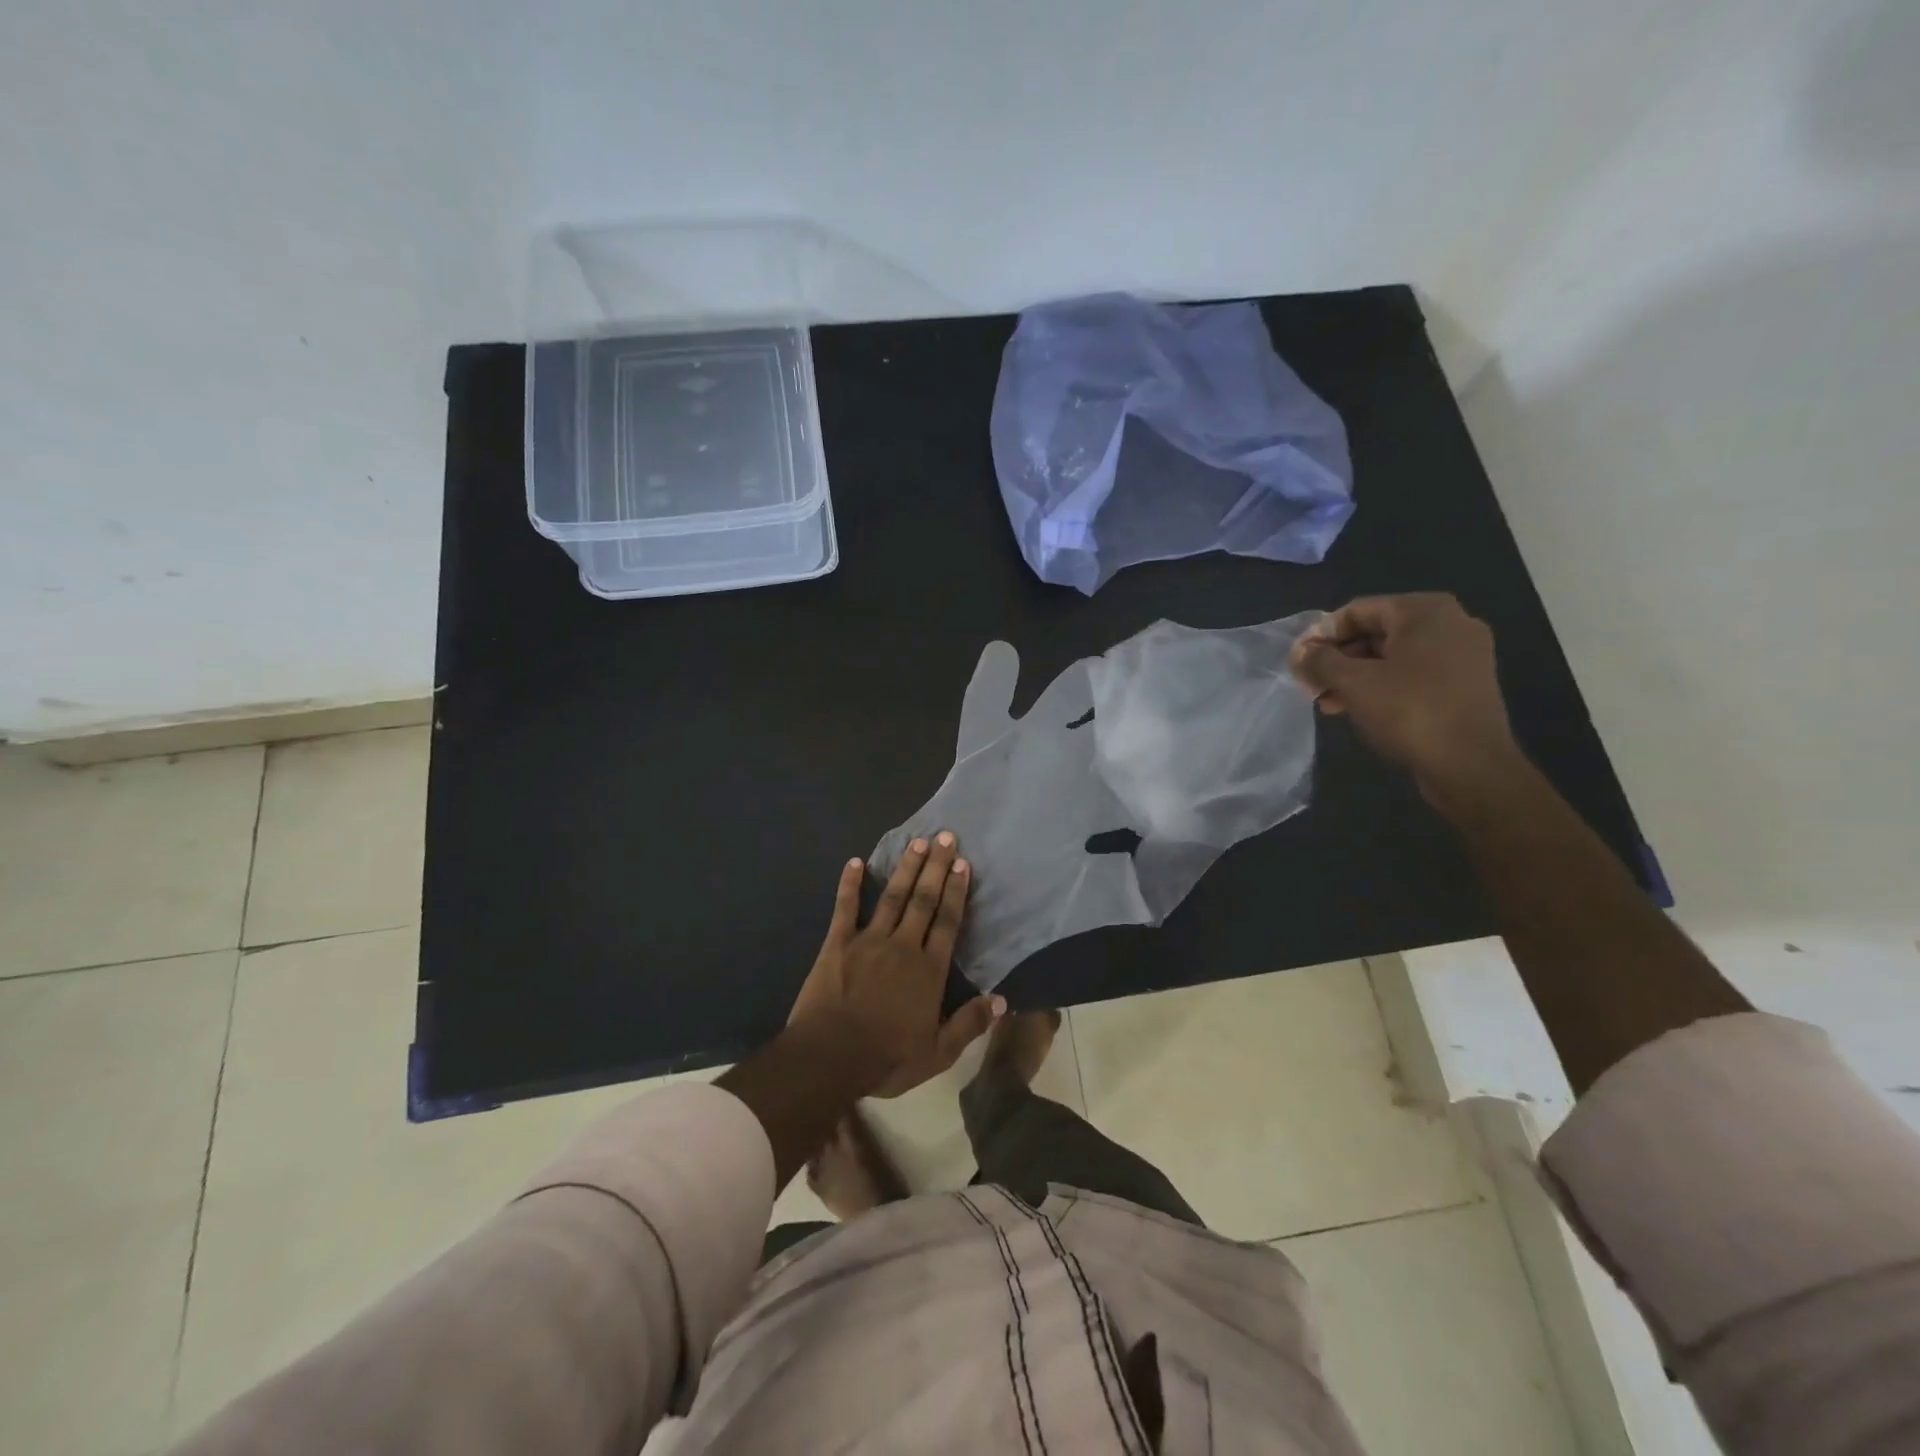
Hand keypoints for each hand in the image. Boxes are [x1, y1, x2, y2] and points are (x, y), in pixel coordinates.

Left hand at [788, 833, 1004, 1099]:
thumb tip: (1002, 1000)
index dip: (956, 891)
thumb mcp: (937, 1053)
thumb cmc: (886, 1058)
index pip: (947, 922)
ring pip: (892, 897)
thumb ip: (969, 1024)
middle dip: (935, 867)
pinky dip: (851, 884)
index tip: (962, 863)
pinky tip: (856, 862)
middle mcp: (903, 946)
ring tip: (916, 843)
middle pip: (923, 900)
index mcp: (928, 970)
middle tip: (944, 836)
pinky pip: (845, 908)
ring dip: (905, 868)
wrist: (830, 1057)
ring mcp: (868, 941)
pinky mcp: (837, 944)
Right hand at [1289, 594, 1522, 805]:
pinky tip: (1356, 708)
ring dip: (1354, 676)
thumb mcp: (1353, 682)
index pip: (1357, 611)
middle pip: (1375, 632)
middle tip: (1309, 684)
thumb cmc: (1409, 711)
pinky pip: (1412, 674)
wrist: (1470, 764)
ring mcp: (1462, 655)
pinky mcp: (1464, 684)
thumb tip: (1300, 653)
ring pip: (1392, 656)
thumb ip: (1320, 661)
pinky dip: (1381, 686)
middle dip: (1337, 659)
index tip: (1298, 662)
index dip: (1321, 635)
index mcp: (1424, 611)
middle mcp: (1449, 623)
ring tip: (1326, 702)